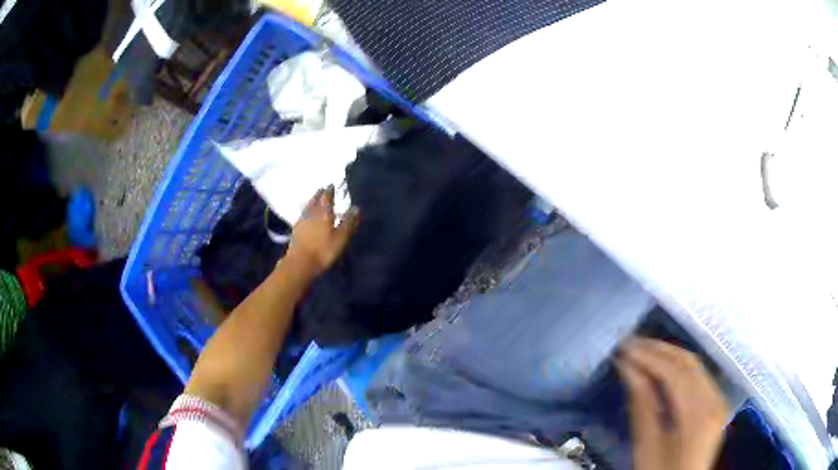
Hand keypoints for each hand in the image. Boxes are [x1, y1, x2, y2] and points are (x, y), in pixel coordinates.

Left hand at [285, 186, 358, 278]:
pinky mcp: (295, 230)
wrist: (300, 263)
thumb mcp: (340, 238)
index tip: (331, 185)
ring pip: (307, 207)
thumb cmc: (323, 250)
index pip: (327, 197)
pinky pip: (302, 215)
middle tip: (322, 190)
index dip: (329, 191)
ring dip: (311, 201)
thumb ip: (348, 222)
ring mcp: (301, 221)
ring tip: (314, 199)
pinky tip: (306, 215)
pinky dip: (306, 211)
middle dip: (319, 194)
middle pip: (315, 200)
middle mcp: (311, 213)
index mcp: (324, 213)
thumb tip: (356, 207)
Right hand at [616, 338, 727, 469]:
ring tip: (641, 352)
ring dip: (668, 357)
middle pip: (689, 363)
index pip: (675, 373)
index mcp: (700, 414)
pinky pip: (698, 378)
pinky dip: (678, 370)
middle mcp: (716, 399)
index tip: (623, 348)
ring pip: (694, 367)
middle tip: (630, 344)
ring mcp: (718, 401)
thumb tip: (627, 368)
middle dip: (659, 350)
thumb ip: (641, 405)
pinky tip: (660, 370)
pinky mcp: (715, 405)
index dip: (649, 357)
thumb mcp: (646, 446)